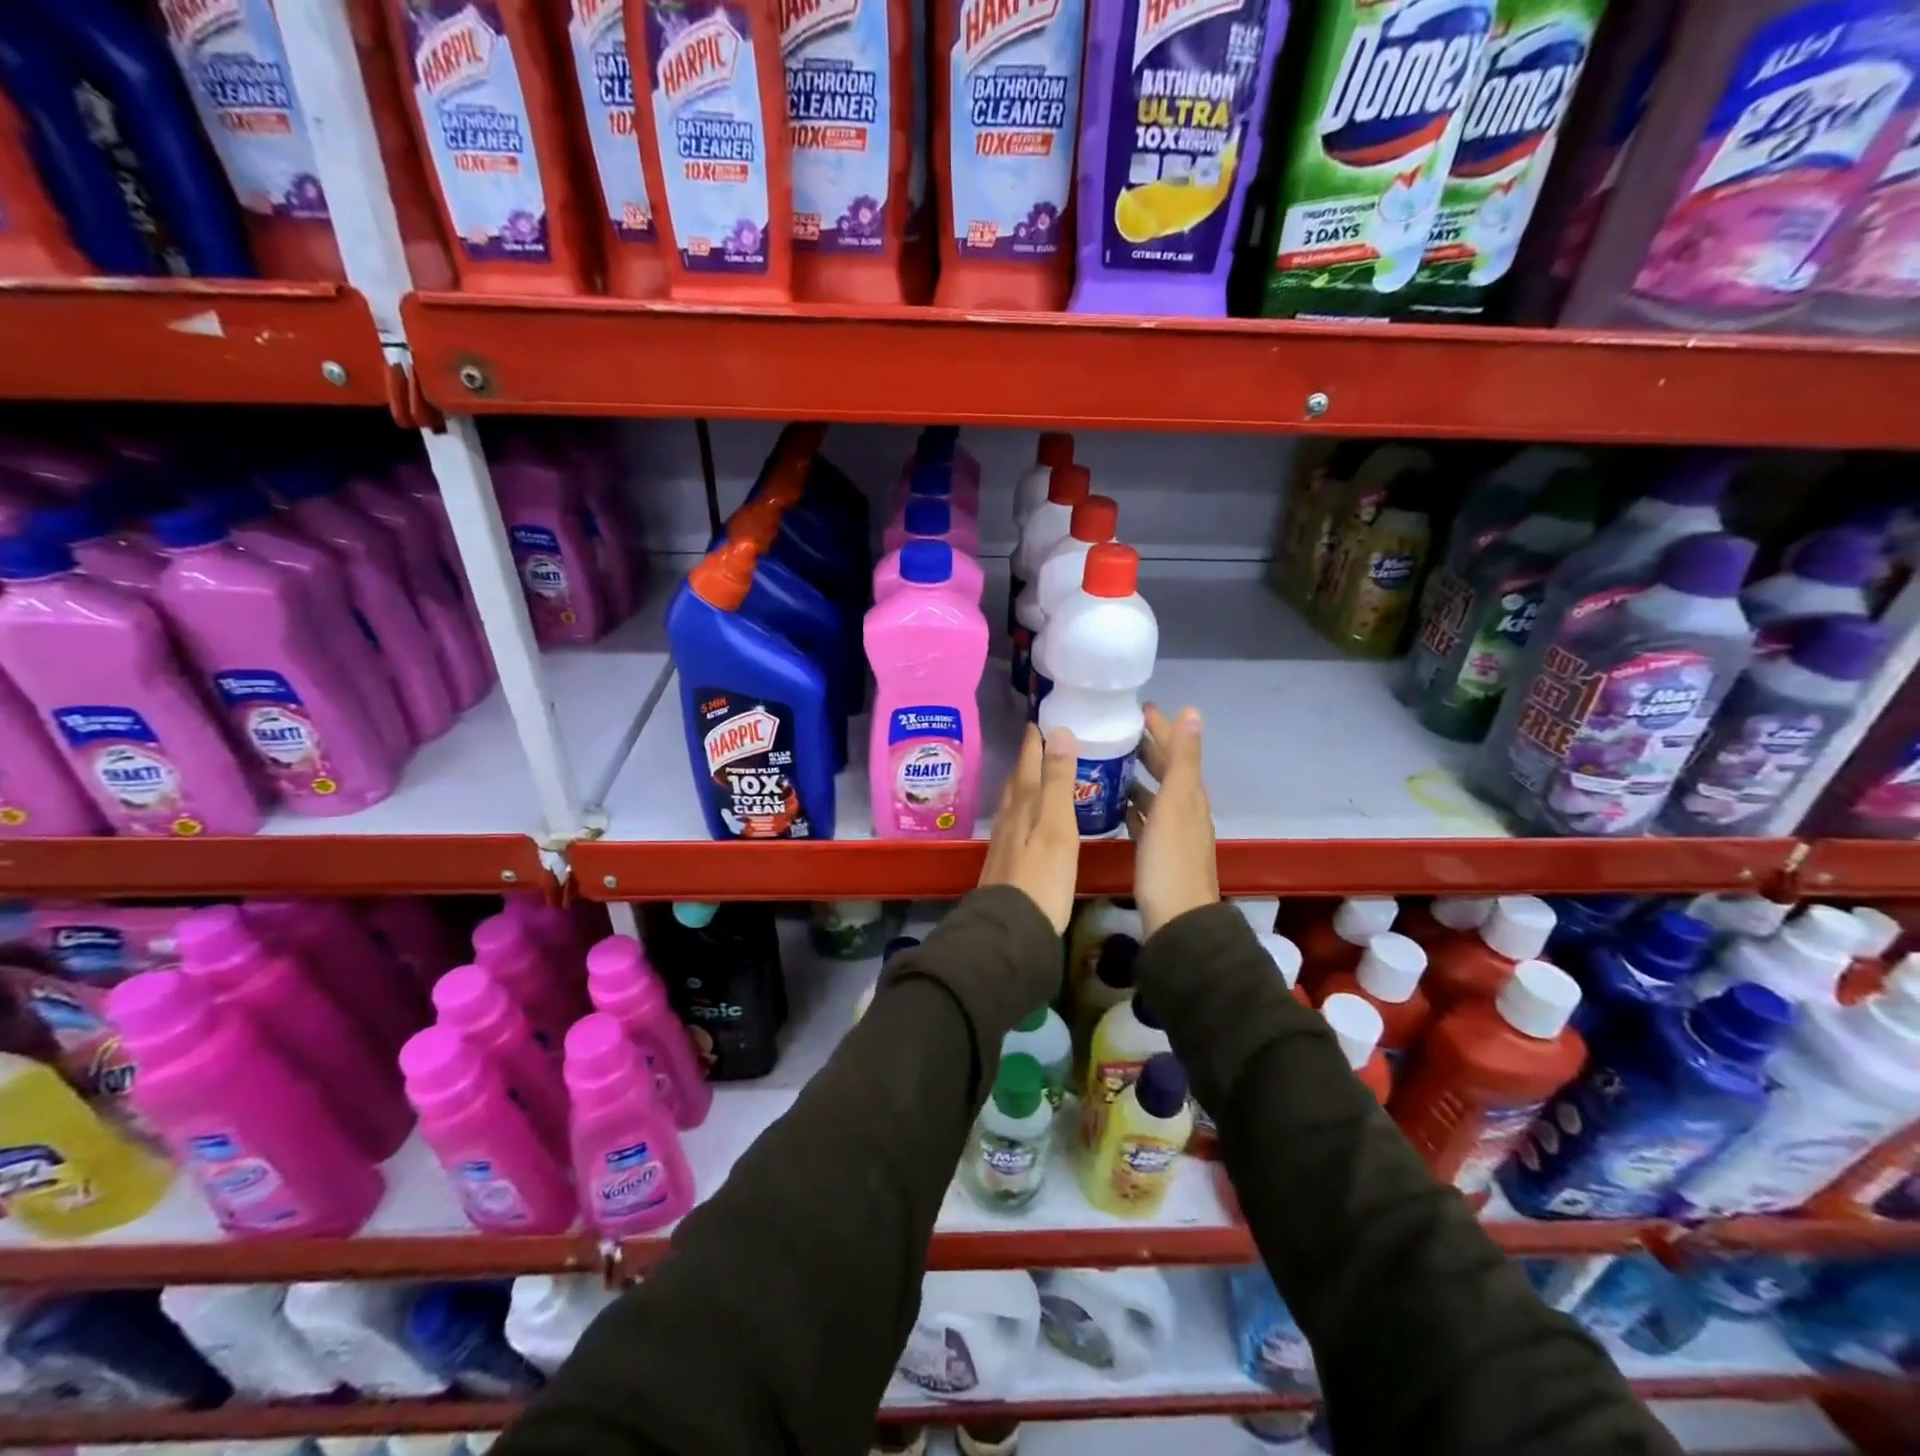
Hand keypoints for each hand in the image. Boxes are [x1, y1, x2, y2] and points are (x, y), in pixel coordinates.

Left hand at [979, 725, 1079, 934]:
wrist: (1011, 929)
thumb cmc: (1043, 877)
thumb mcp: (1057, 825)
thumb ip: (1058, 781)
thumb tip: (1058, 732)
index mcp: (1024, 805)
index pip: (1027, 764)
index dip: (1033, 743)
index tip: (1036, 720)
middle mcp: (1009, 819)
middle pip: (1017, 782)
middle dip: (1027, 761)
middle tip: (1037, 743)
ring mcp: (1003, 843)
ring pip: (1012, 804)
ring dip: (1022, 786)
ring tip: (1032, 776)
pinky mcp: (1005, 865)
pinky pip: (1014, 825)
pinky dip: (1022, 812)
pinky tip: (1027, 822)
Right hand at [1128, 704, 1217, 937]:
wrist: (1177, 919)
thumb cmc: (1170, 859)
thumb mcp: (1176, 803)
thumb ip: (1183, 759)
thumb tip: (1192, 712)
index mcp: (1189, 795)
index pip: (1175, 752)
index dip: (1161, 729)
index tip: (1140, 708)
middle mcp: (1184, 810)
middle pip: (1166, 771)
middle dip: (1148, 748)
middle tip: (1120, 731)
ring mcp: (1171, 833)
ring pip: (1154, 795)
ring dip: (1138, 777)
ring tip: (1111, 762)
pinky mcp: (1156, 853)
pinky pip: (1144, 820)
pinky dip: (1133, 806)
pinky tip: (1116, 806)